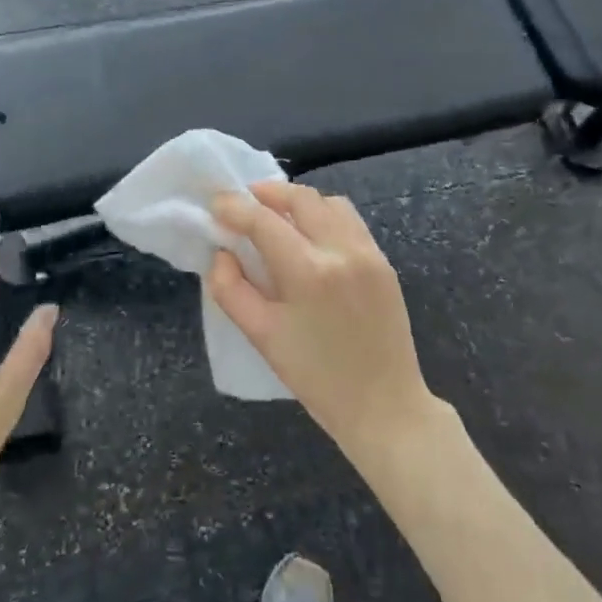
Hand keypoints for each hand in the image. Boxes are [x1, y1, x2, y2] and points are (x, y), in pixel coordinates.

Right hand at [209, 183, 439, 469]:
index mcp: (308, 271)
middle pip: (300, 198)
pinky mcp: (383, 262)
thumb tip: (221, 253)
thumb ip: (231, 289)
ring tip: (277, 216)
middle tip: (244, 203)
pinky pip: (350, 220)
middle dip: (266, 193)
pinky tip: (310, 236)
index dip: (234, 207)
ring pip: (328, 202)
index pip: (263, 220)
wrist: (384, 407)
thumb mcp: (262, 337)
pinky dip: (324, 215)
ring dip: (298, 201)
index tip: (216, 204)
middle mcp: (341, 250)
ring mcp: (368, 253)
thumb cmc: (316, 377)